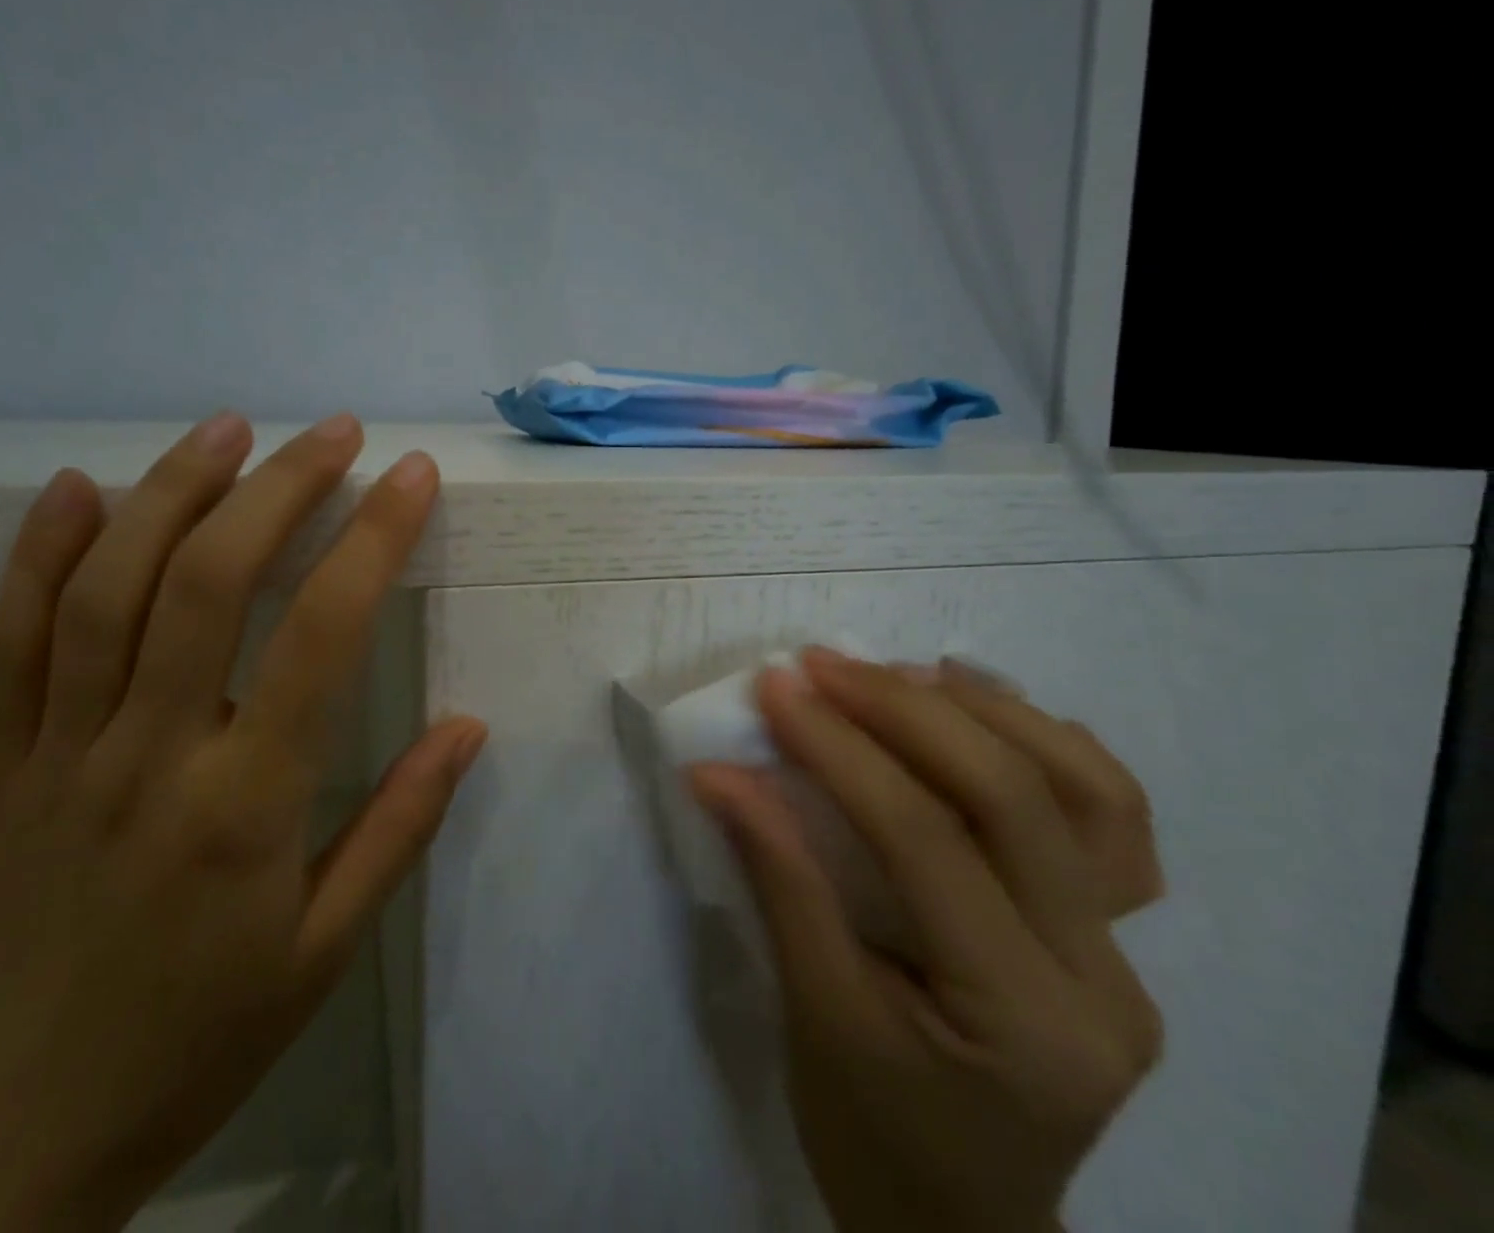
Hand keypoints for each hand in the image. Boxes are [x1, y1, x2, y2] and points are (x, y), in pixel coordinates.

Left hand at [0, 414, 486, 1232]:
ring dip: (175, 491)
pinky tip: (80, 487)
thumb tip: (467, 726)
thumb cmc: (190, 1042)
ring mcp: (55, 750)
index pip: (323, 633)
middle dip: (282, 487)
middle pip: (213, 580)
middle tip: (335, 432)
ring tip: (230, 428)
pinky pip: (7, 638)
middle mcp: (149, 753)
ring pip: (110, 587)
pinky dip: (40, 551)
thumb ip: (397, 829)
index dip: (375, 538)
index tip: (413, 475)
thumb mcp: (322, 954)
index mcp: (246, 806)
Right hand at [687, 649, 1163, 1232]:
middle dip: (903, 711)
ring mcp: (1124, 955)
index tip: (775, 688)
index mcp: (1023, 1022)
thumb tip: (719, 772)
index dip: (841, 750)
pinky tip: (980, 712)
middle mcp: (1101, 980)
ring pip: (1089, 791)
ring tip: (901, 674)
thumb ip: (777, 877)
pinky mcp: (1113, 935)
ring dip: (988, 712)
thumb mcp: (813, 1012)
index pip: (925, 841)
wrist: (958, 1223)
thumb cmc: (872, 1134)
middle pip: (1014, 798)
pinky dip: (1045, 743)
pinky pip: (1107, 816)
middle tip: (822, 666)